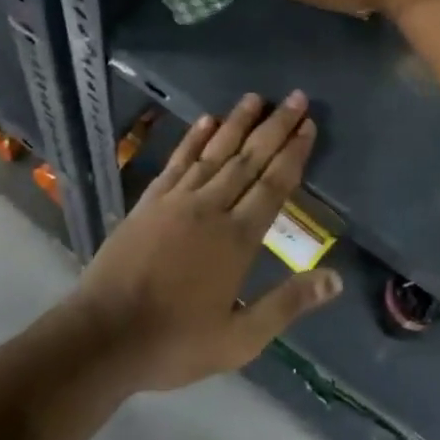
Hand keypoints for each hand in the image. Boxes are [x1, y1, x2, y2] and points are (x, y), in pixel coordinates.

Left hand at [73, 91, 339, 391]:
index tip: (308, 125)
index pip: (274, 185)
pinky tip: (206, 121)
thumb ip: (287, 304)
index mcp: (237, 239)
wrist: (104, 335)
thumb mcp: (240, 339)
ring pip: (214, 152)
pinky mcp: (149, 201)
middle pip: (249, 159)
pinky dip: (194, 139)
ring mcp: (176, 200)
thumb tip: (335, 278)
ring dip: (237, 123)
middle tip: (295, 97)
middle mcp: (210, 208)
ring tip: (255, 97)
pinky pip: (178, 161)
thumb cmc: (176, 342)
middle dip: (274, 127)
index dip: (293, 153)